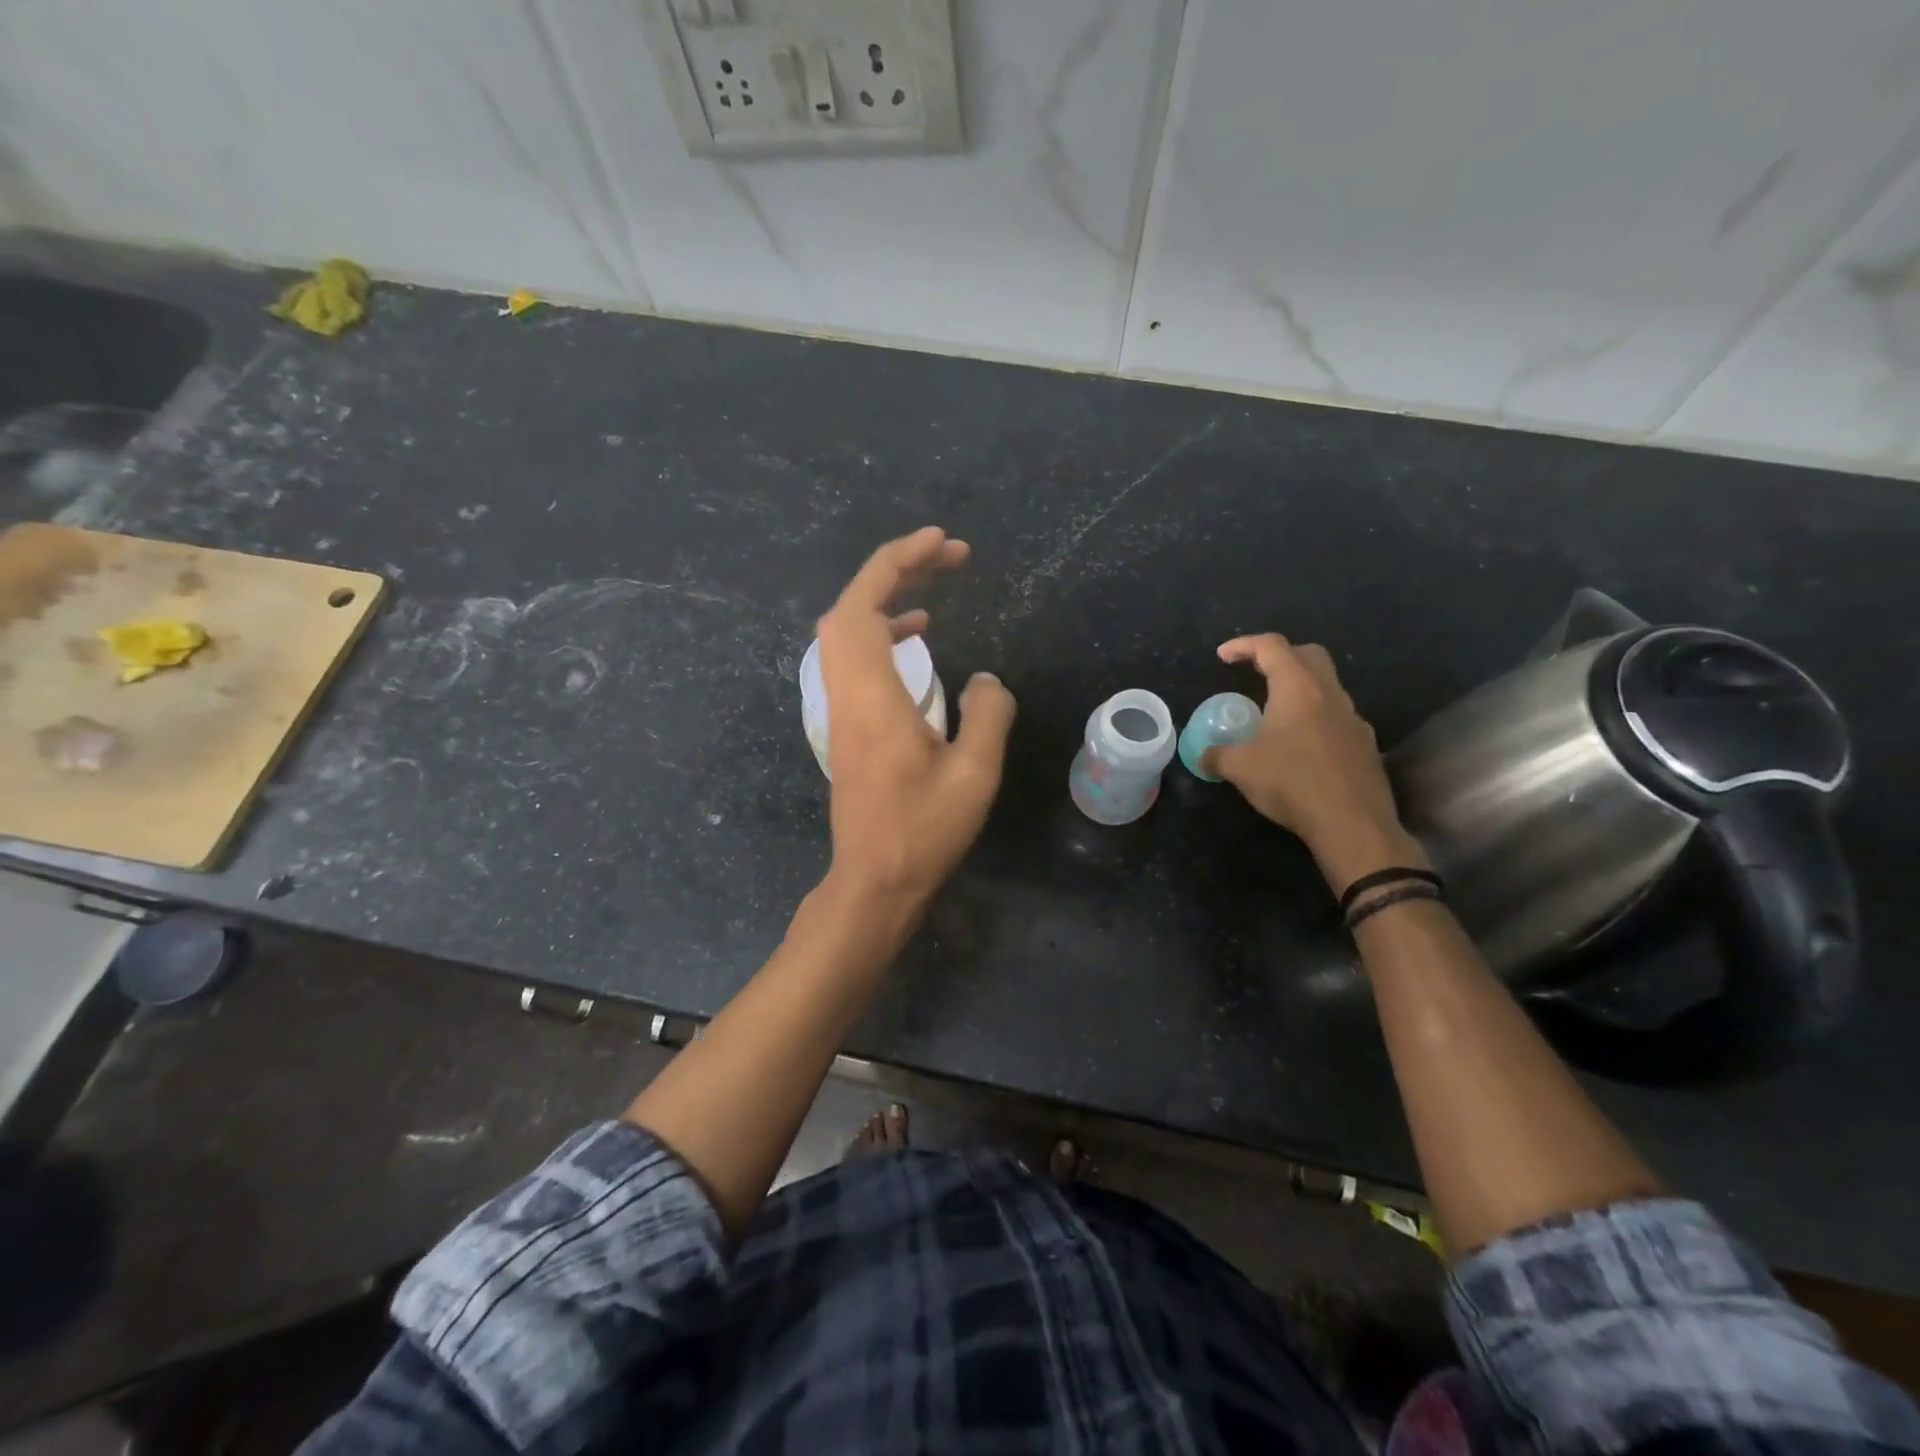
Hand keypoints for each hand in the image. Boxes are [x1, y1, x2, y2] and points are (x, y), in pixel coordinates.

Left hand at [816, 527, 1015, 915]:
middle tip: (946, 558)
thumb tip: (986, 679)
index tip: (942, 543)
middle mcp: (846, 692)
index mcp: (873, 696)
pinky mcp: (845, 724)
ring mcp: (840, 708)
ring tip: (935, 588)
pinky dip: (882, 633)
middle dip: (893, 569)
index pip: (866, 604)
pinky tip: (919, 640)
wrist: (874, 880)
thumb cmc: (924, 831)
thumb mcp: (975, 774)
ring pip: (846, 631)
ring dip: (885, 598)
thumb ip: (988, 713)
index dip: (898, 560)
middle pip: (849, 607)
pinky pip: (853, 657)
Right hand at [1203, 633, 1428, 892]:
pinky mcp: (1365, 744)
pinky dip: (1315, 718)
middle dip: (1279, 656)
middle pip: (1308, 655)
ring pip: (1326, 686)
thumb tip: (1203, 756)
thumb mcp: (1240, 769)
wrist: (1352, 824)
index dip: (1244, 645)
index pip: (1272, 647)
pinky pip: (1337, 717)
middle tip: (1255, 672)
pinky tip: (1301, 745)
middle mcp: (1330, 694)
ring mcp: (1353, 719)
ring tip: (1275, 714)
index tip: (1223, 656)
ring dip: (1300, 689)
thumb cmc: (1292, 783)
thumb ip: (1217, 755)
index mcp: (1298, 689)